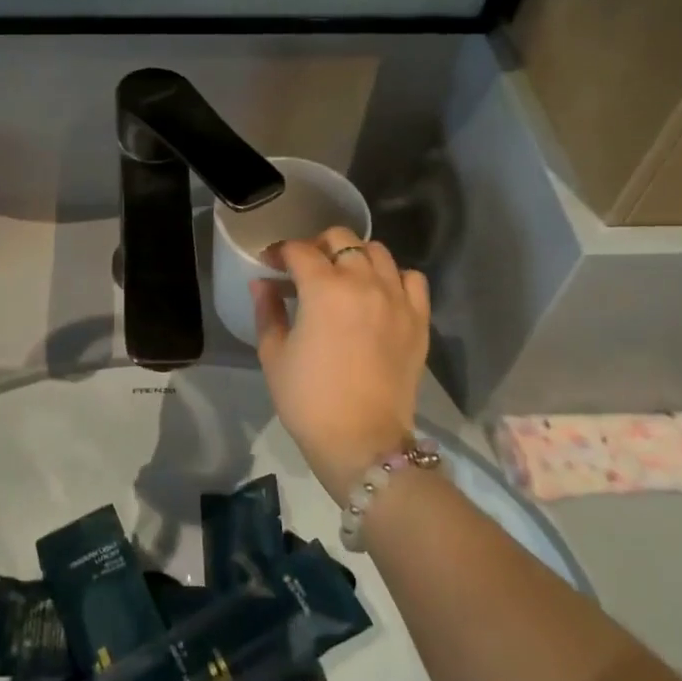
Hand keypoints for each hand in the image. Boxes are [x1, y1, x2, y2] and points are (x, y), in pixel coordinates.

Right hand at [252, 227, 429, 501]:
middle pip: (341, 239)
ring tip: (344, 277)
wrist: (362, 441)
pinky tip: (379, 293)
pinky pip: (412, 279)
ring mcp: (397, 299)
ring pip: (378, 252)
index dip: (280, 252)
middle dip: (317, 246)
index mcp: (324, 289)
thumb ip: (267, 310)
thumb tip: (262, 283)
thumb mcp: (274, 354)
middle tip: (305, 267)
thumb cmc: (309, 400)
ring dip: (356, 257)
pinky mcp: (419, 319)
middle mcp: (363, 283)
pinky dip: (394, 277)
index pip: (299, 251)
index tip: (270, 264)